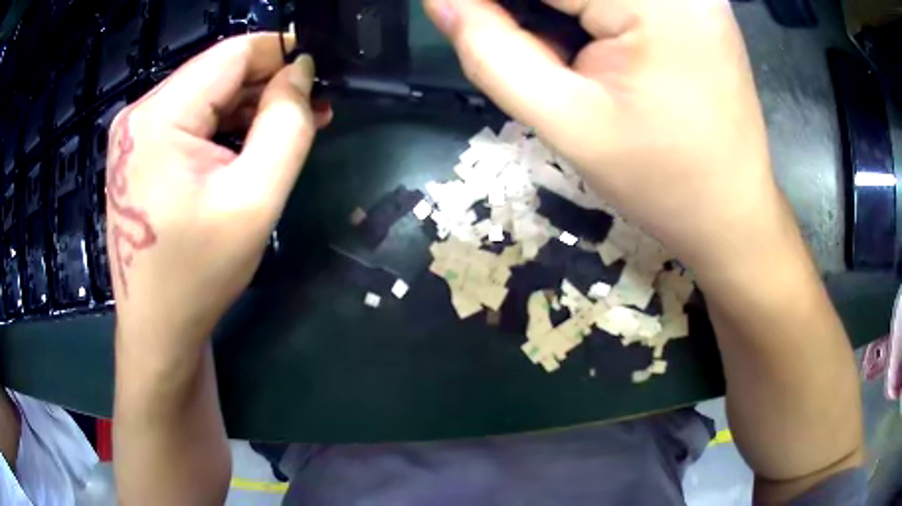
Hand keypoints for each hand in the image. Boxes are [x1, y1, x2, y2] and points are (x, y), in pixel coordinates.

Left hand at [106, 34, 329, 358]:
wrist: (157, 328)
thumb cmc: (200, 274)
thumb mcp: (255, 200)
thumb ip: (286, 125)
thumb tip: (302, 72)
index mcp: (159, 117)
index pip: (233, 53)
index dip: (282, 55)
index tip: (319, 76)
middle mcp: (139, 114)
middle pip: (217, 71)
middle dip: (268, 83)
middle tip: (313, 109)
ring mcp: (134, 132)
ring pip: (206, 93)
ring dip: (248, 105)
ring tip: (290, 128)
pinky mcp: (138, 151)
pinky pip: (190, 118)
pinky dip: (223, 125)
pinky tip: (250, 144)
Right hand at [425, 0, 787, 278]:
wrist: (732, 213)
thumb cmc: (661, 182)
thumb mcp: (566, 122)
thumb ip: (491, 51)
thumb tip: (442, 1)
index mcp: (654, 2)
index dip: (493, 2)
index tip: (463, 15)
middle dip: (528, 10)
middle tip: (525, 47)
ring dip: (556, 12)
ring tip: (563, 56)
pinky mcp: (696, 3)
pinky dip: (587, 11)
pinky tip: (586, 38)